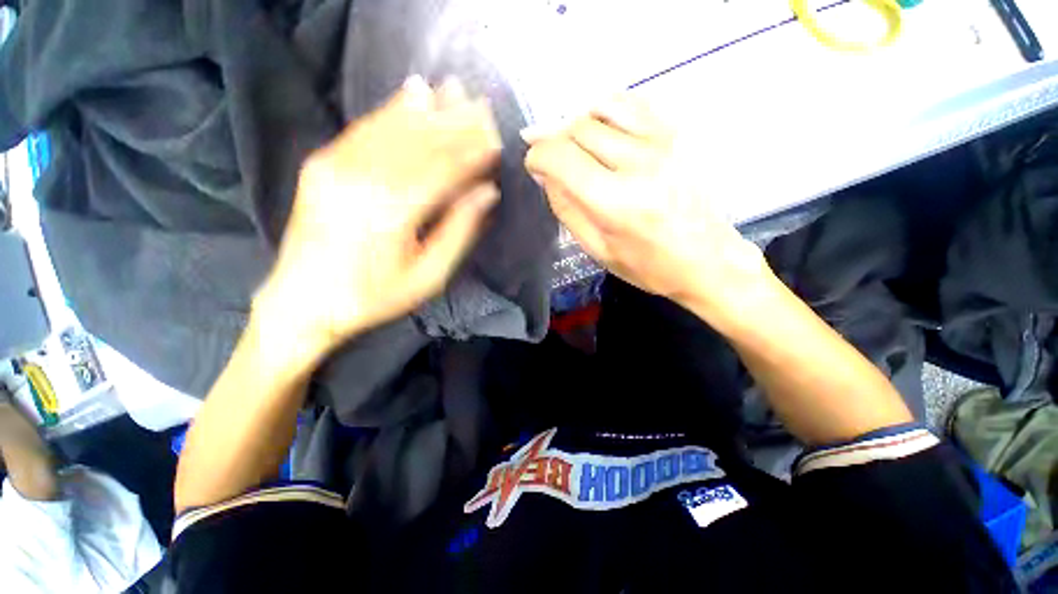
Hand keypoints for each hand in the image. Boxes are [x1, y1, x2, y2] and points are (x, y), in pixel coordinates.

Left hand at [256, 77, 501, 357]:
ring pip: (395, 127)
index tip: (496, 141)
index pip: (446, 169)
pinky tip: (413, 92)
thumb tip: (487, 193)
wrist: (302, 301)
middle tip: (484, 107)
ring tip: (456, 91)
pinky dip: (394, 109)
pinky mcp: (322, 163)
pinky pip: (364, 128)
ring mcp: (338, 166)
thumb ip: (459, 231)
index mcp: (395, 212)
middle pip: (422, 141)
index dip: (473, 153)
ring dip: (430, 109)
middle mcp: (365, 179)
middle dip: (457, 123)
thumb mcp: (428, 276)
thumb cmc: (374, 296)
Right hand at [524, 96, 771, 320]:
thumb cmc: (648, 265)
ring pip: (602, 107)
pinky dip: (607, 112)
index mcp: (615, 202)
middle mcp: (639, 162)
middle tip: (553, 160)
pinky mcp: (679, 133)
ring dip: (579, 124)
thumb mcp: (597, 248)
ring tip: (576, 146)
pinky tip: (604, 133)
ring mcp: (664, 141)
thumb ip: (566, 208)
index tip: (534, 165)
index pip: (561, 157)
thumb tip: (545, 174)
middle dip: (555, 141)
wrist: (708, 259)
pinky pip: (632, 104)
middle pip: (578, 128)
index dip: (537, 156)